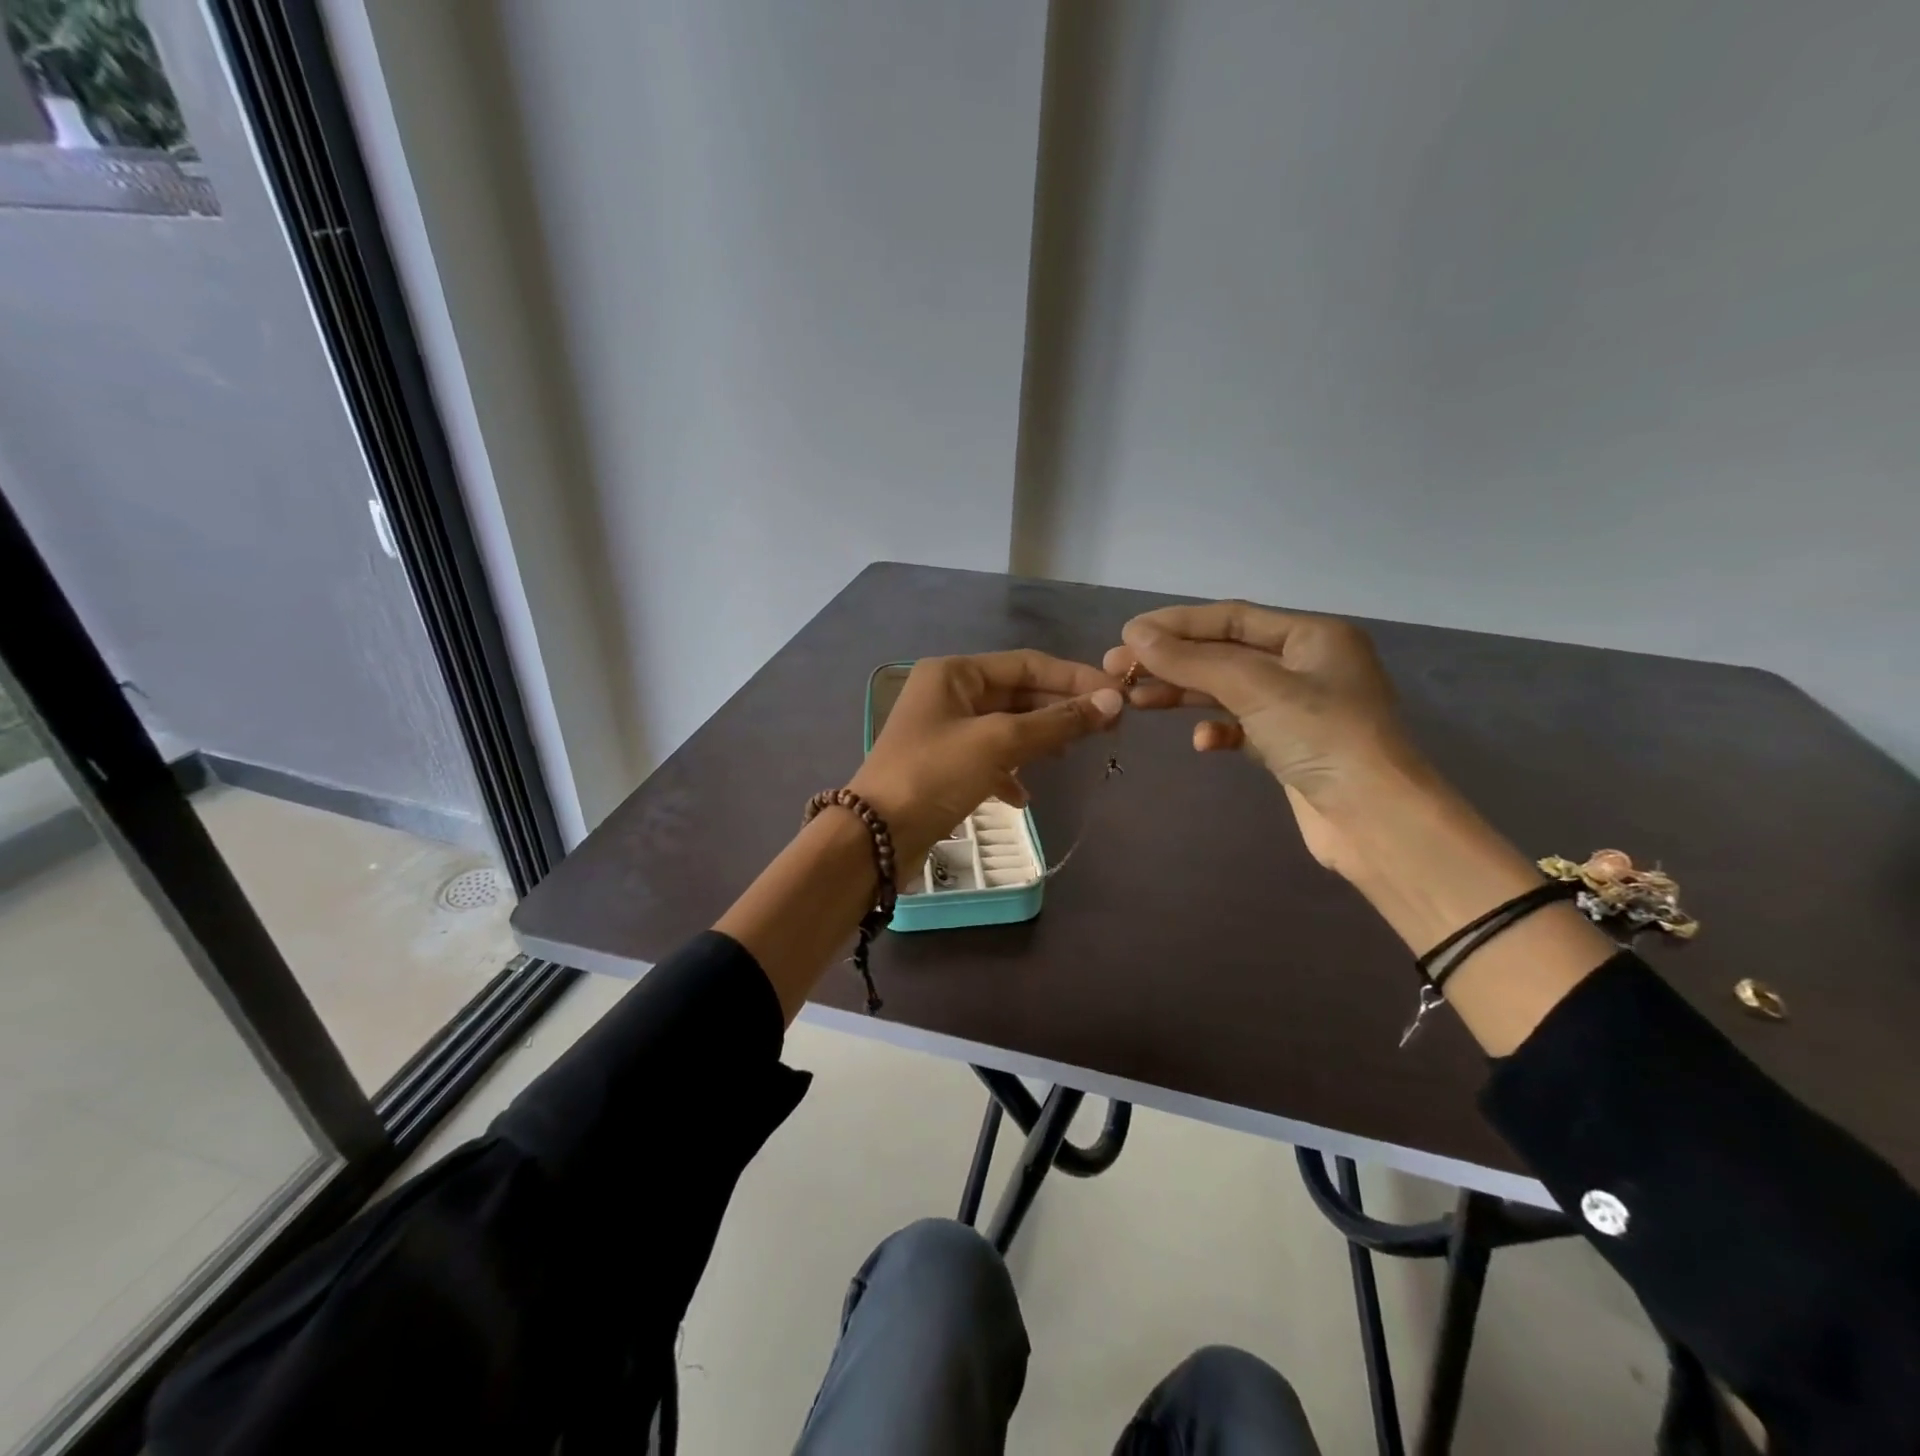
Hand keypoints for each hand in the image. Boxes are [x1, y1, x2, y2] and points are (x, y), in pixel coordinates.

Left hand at [849, 651, 1122, 867]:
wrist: (876, 836)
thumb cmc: (934, 775)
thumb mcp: (998, 743)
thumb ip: (1056, 723)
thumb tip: (1112, 701)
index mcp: (954, 672)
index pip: (1027, 664)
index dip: (1074, 677)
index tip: (1117, 694)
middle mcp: (948, 693)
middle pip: (1018, 693)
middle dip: (1060, 709)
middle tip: (1108, 727)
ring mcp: (945, 730)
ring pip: (1006, 726)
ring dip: (1040, 739)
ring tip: (1073, 755)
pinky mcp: (944, 766)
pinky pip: (989, 758)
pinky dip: (1010, 771)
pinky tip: (1023, 795)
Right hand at [1103, 602, 1429, 873]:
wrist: (1374, 819)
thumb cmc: (1322, 736)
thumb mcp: (1254, 687)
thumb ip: (1192, 660)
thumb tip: (1134, 634)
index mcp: (1312, 636)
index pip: (1232, 617)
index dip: (1178, 624)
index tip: (1128, 633)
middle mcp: (1307, 665)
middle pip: (1225, 653)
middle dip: (1173, 661)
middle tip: (1119, 670)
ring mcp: (1299, 708)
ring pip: (1228, 691)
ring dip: (1184, 695)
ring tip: (1137, 702)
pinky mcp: (1290, 747)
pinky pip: (1242, 727)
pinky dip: (1218, 731)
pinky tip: (1202, 743)